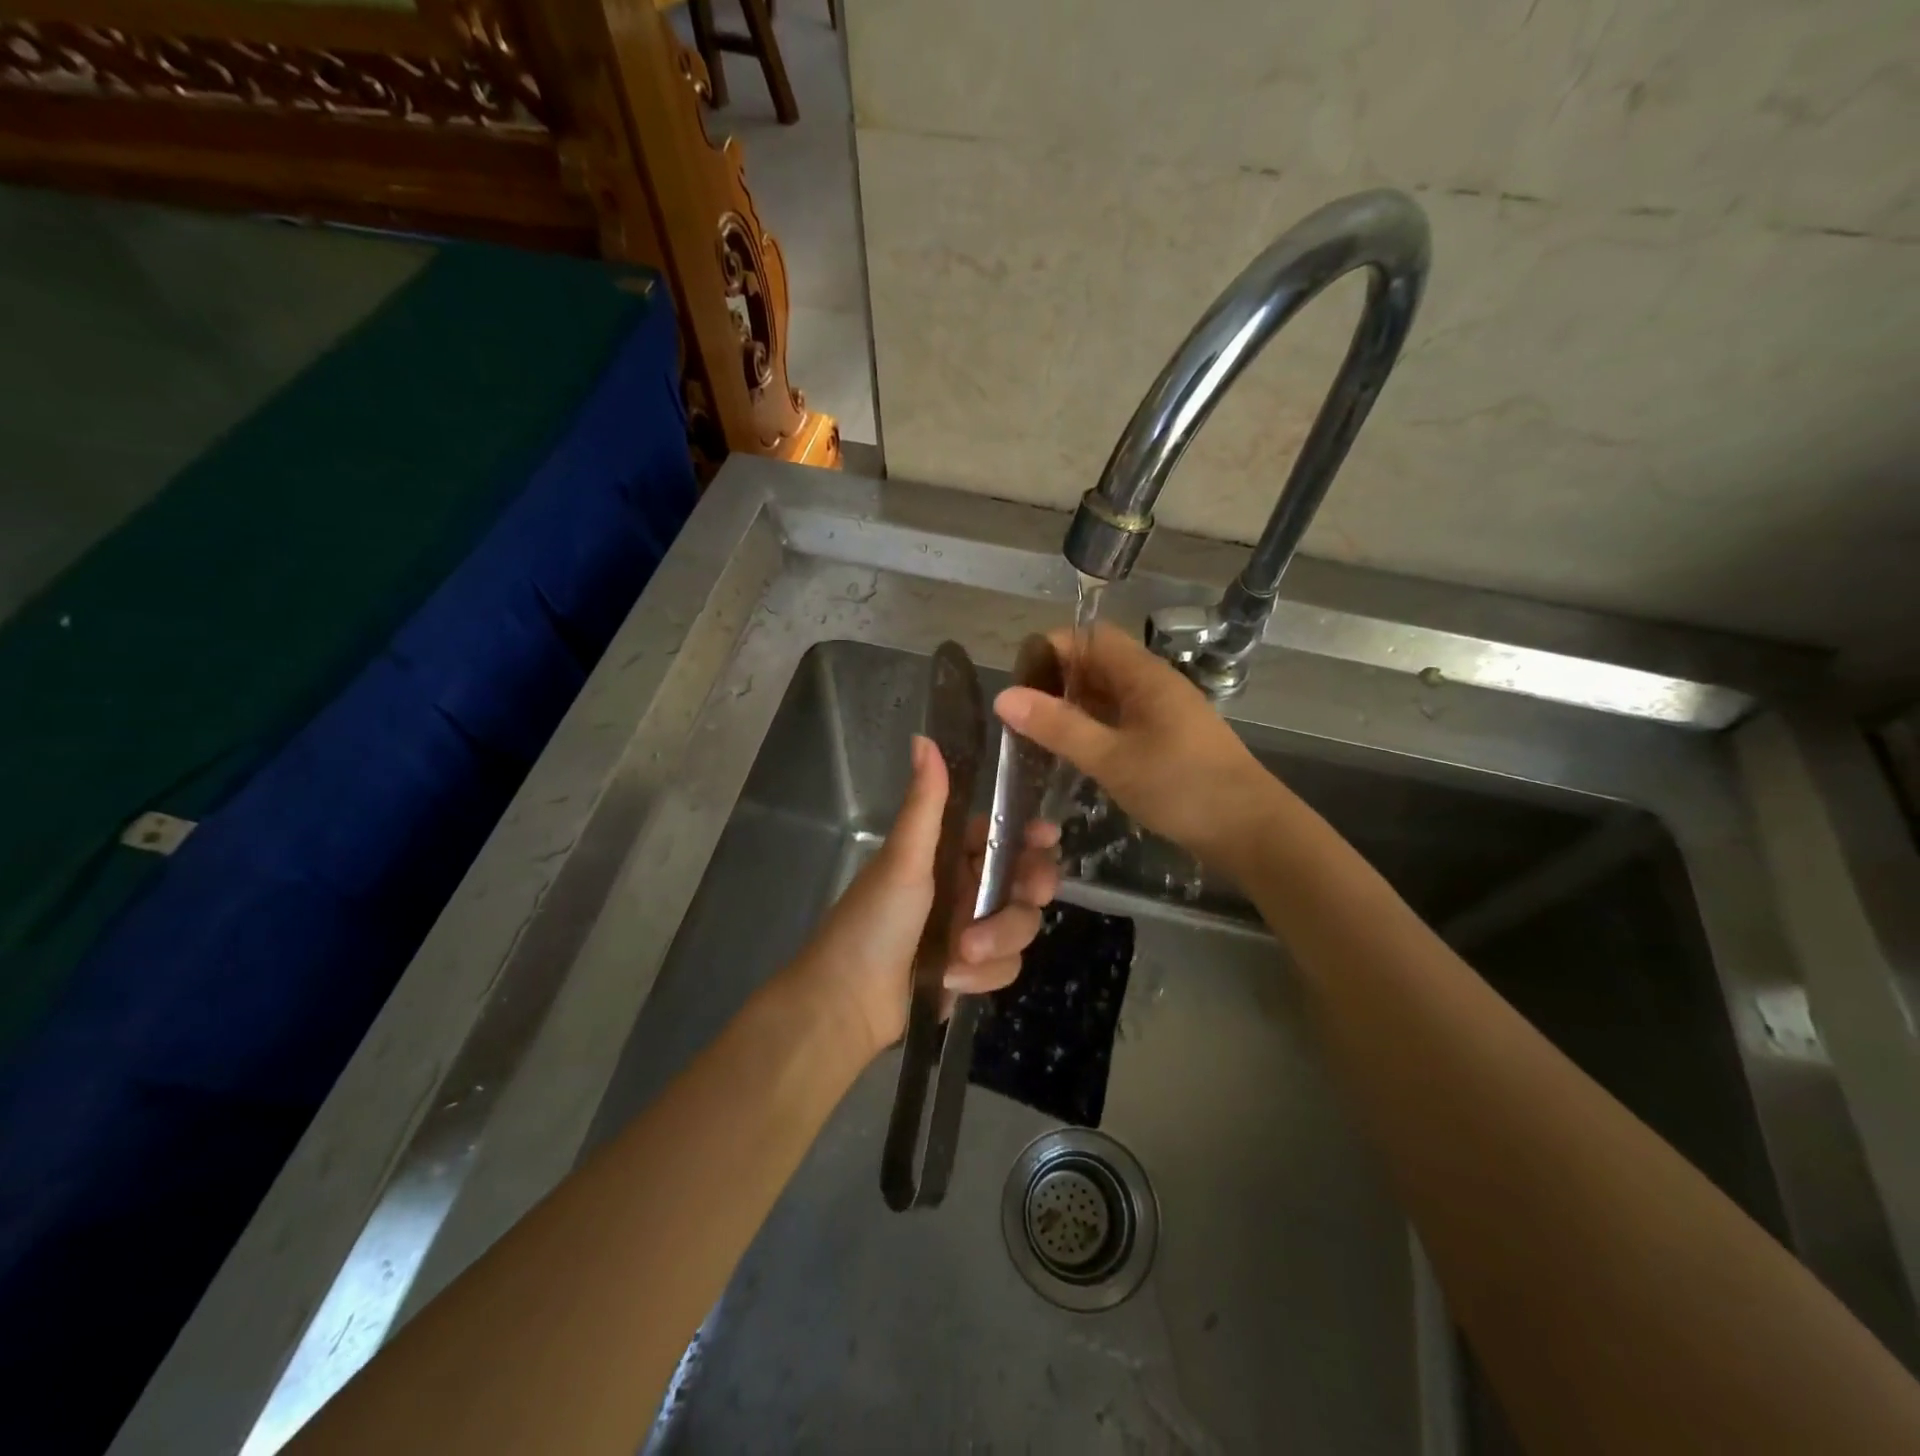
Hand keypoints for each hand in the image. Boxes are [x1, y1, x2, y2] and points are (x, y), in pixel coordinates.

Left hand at [787, 734, 1060, 1059]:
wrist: (847, 1001)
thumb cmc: (874, 920)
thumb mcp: (904, 858)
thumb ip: (925, 802)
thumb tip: (924, 737)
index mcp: (948, 854)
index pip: (1002, 833)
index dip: (1029, 834)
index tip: (1046, 838)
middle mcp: (964, 886)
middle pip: (1025, 880)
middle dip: (1026, 892)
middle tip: (1029, 895)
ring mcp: (971, 929)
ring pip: (1020, 926)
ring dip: (997, 940)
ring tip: (962, 954)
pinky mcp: (973, 970)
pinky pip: (1006, 966)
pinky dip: (981, 975)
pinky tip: (949, 980)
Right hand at [994, 622, 1272, 860]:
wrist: (1250, 830)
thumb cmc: (1180, 787)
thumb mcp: (1110, 757)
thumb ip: (1058, 727)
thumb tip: (1004, 696)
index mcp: (1144, 675)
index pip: (1091, 636)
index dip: (1052, 648)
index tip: (1018, 680)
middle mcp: (1154, 685)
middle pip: (1097, 664)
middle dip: (1057, 681)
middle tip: (1020, 713)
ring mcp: (1163, 713)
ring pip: (1108, 695)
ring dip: (1073, 707)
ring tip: (1036, 734)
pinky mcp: (1167, 741)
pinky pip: (1120, 720)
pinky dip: (1093, 728)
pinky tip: (1072, 754)